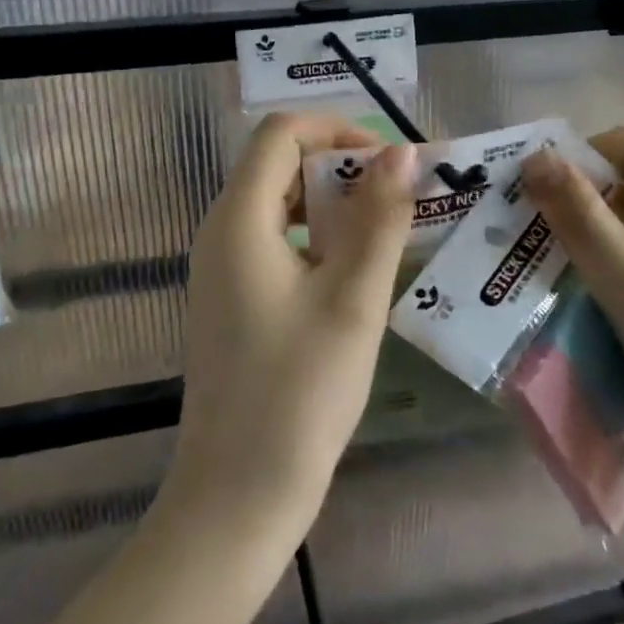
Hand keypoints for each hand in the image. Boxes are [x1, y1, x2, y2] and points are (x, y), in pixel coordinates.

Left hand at [163, 113, 416, 550]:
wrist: (238, 494)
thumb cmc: (299, 392)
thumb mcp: (353, 298)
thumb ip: (379, 218)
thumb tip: (402, 152)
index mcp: (239, 218)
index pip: (281, 133)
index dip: (338, 129)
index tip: (391, 162)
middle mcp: (221, 231)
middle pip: (280, 164)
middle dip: (342, 168)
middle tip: (401, 200)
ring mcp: (222, 267)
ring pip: (280, 204)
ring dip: (334, 205)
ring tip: (388, 234)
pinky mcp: (233, 298)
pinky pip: (276, 242)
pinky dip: (318, 239)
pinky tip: (356, 274)